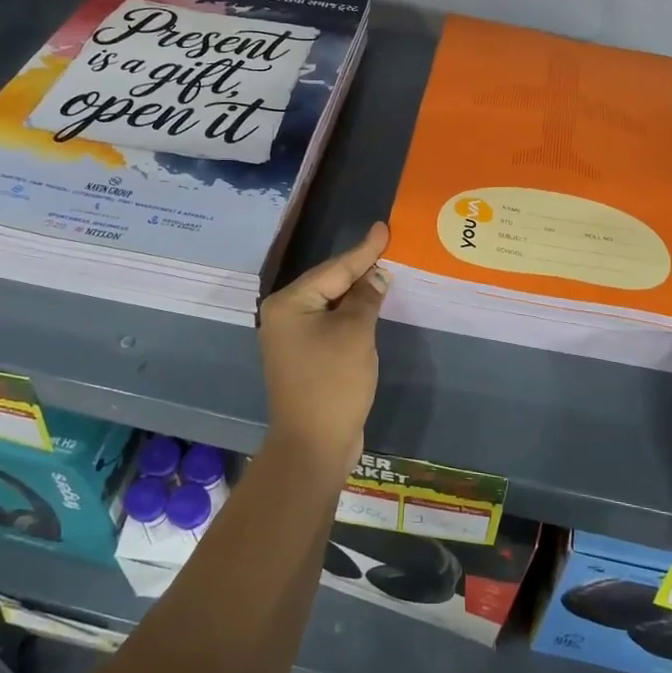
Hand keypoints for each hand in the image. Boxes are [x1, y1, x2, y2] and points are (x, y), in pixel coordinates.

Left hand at [259, 222, 389, 480]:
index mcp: (289, 303)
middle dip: (359, 269)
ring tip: (383, 270)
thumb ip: (366, 297)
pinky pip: (330, 325)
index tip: (383, 228)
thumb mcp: (355, 332)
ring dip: (357, 293)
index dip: (363, 250)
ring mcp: (292, 339)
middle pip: (328, 284)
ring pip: (330, 305)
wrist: (314, 445)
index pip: (334, 269)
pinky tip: (370, 307)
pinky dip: (351, 316)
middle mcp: (284, 316)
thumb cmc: (333, 382)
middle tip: (387, 246)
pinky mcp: (305, 359)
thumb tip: (377, 275)